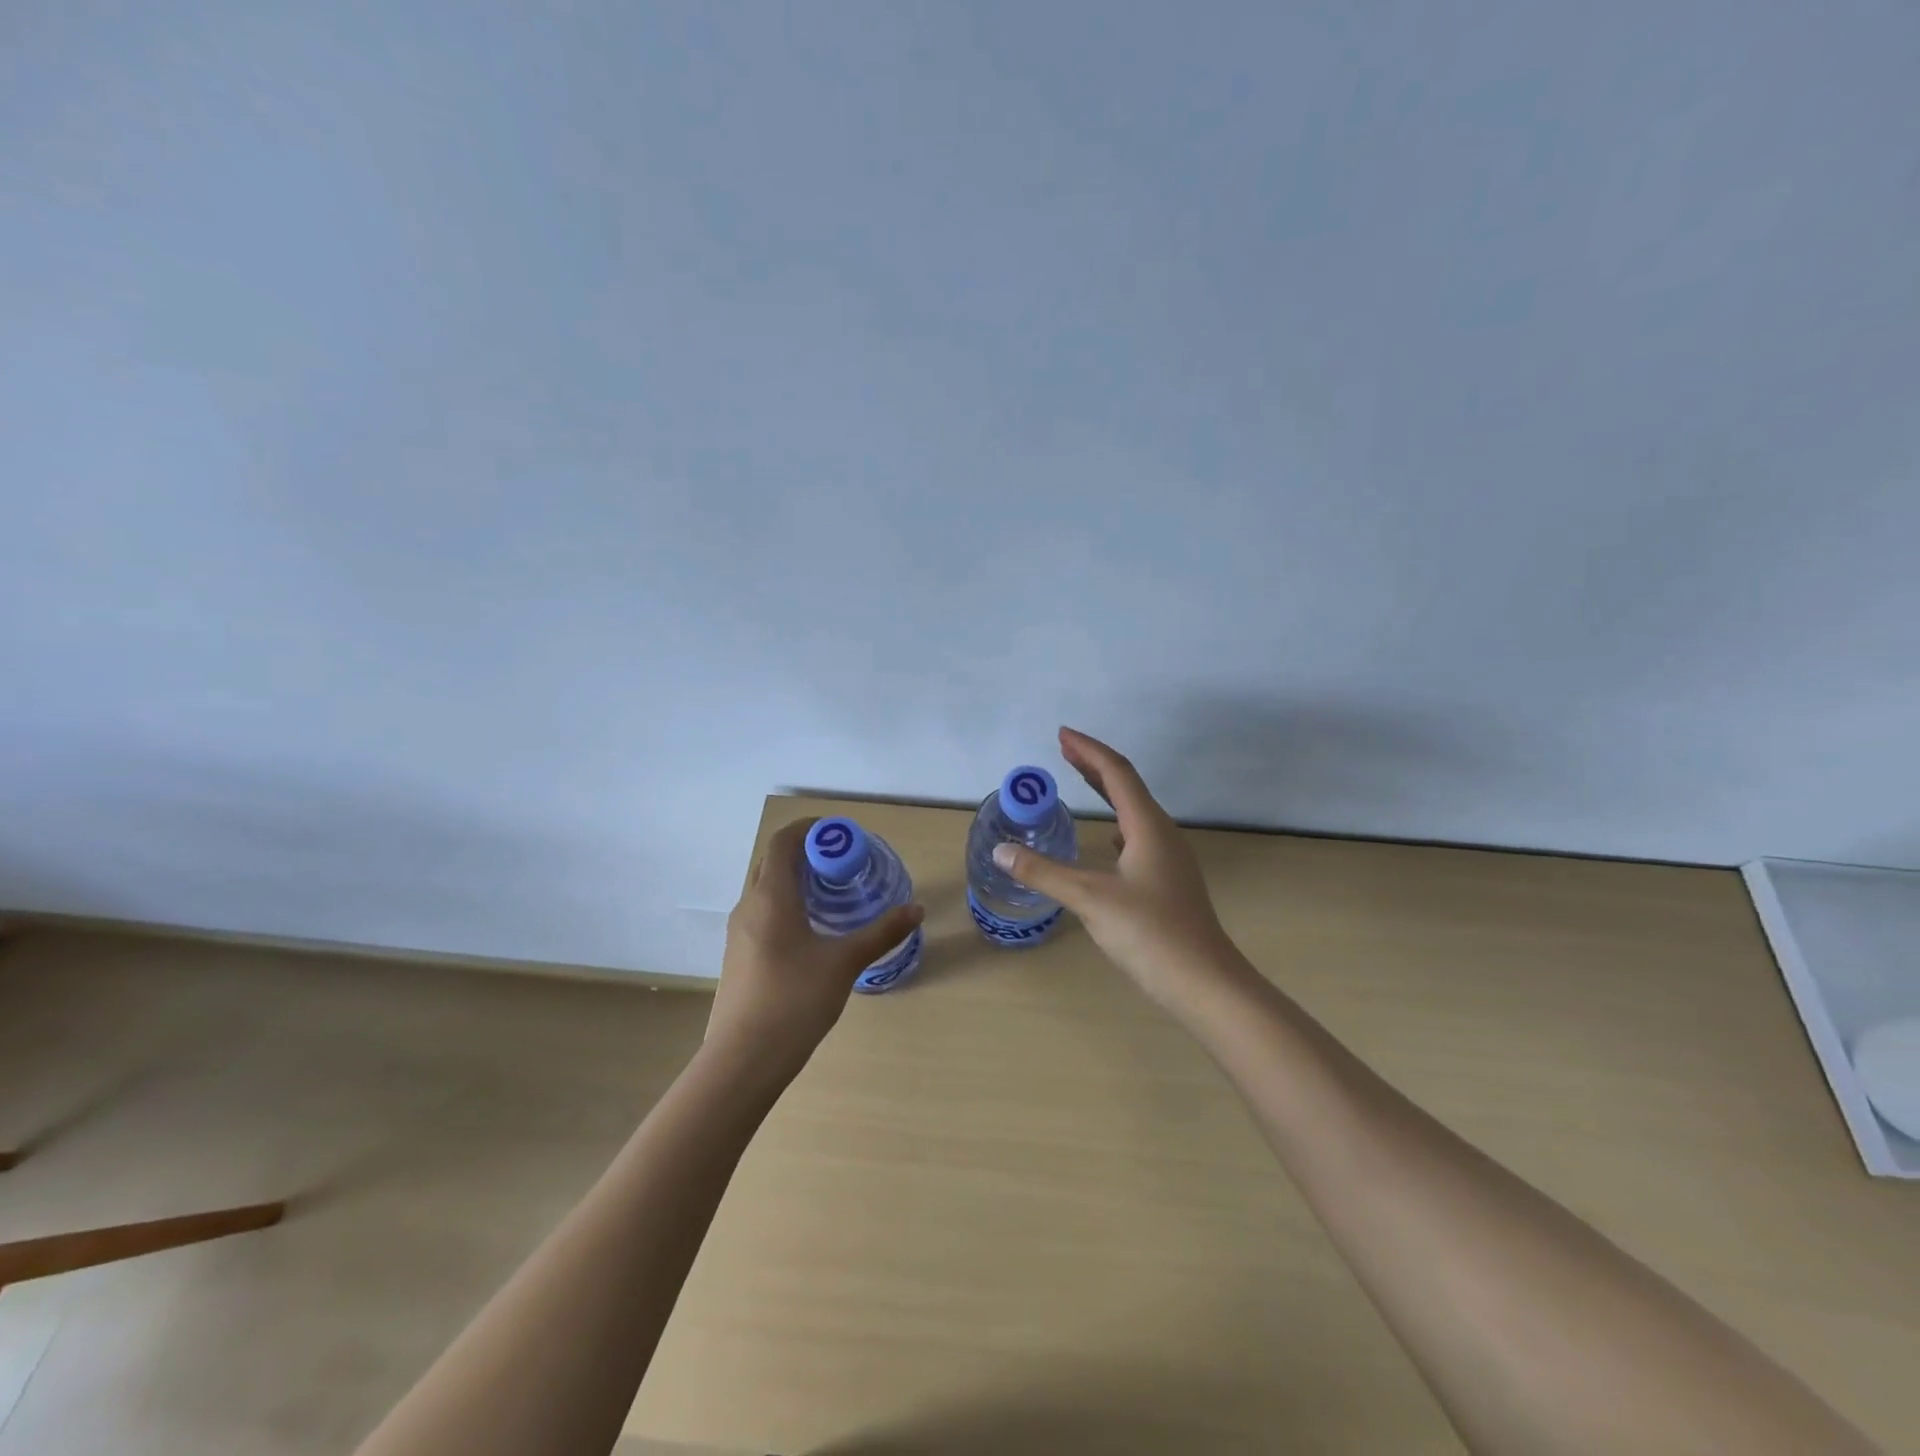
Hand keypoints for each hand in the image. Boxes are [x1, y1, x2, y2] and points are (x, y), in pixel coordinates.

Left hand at [707, 817, 924, 1085]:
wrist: (743, 1060)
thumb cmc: (794, 1000)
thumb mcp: (845, 962)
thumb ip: (882, 932)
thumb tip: (916, 909)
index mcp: (771, 896)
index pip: (784, 841)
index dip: (811, 829)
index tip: (842, 835)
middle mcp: (749, 906)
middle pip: (774, 862)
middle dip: (807, 854)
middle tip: (844, 864)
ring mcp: (739, 933)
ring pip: (767, 890)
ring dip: (796, 881)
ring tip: (834, 895)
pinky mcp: (739, 956)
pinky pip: (763, 913)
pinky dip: (787, 906)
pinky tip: (813, 932)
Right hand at [991, 727, 1240, 1011]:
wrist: (1204, 982)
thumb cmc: (1149, 933)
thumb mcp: (1090, 898)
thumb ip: (1044, 873)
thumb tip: (1002, 850)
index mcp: (1148, 827)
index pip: (1116, 773)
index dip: (1088, 750)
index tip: (1062, 734)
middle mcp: (1162, 834)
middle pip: (1127, 786)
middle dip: (1094, 765)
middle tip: (1064, 749)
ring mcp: (1170, 858)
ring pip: (1134, 811)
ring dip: (1106, 791)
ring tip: (1081, 783)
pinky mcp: (1168, 881)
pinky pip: (1138, 835)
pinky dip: (1115, 822)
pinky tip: (1108, 839)